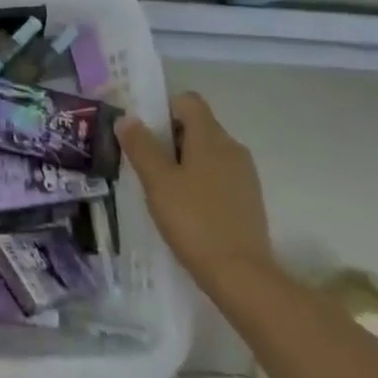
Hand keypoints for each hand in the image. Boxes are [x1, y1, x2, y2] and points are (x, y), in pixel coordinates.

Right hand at [116, 91, 273, 286]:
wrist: (243, 277)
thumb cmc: (194, 221)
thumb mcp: (157, 182)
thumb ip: (141, 146)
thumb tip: (127, 118)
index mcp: (210, 136)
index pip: (188, 100)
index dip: (164, 108)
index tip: (146, 132)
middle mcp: (232, 147)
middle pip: (198, 126)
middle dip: (171, 138)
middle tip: (148, 163)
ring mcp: (245, 175)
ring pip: (210, 153)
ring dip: (187, 162)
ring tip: (165, 189)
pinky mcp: (250, 201)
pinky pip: (221, 177)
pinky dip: (203, 183)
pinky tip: (189, 210)